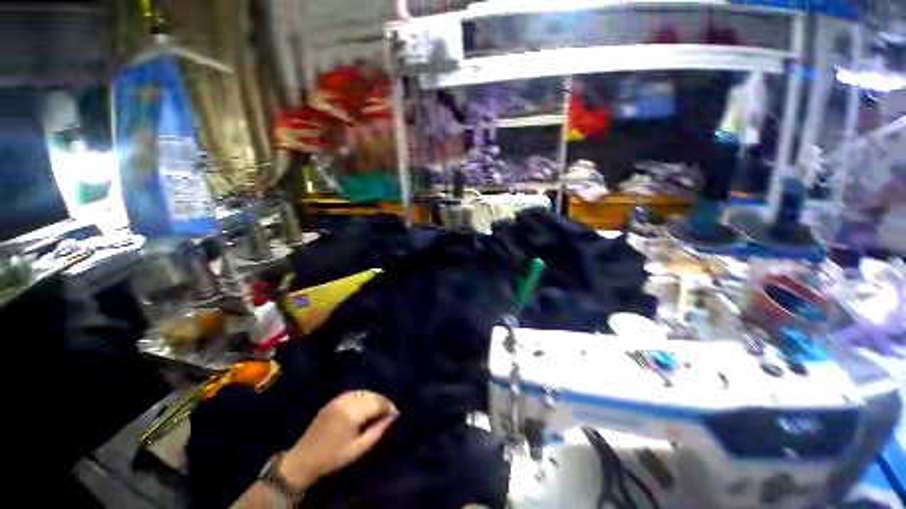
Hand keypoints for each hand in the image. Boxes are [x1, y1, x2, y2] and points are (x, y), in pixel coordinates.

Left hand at [279, 391, 398, 491]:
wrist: (304, 459)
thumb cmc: (333, 457)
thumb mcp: (359, 448)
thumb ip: (378, 431)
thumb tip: (392, 417)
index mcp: (352, 413)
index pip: (377, 403)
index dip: (389, 407)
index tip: (396, 413)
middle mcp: (346, 401)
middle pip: (371, 395)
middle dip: (383, 401)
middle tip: (390, 411)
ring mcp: (339, 399)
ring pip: (363, 392)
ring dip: (374, 398)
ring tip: (380, 407)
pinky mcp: (333, 400)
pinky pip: (354, 393)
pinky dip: (363, 396)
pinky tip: (367, 404)